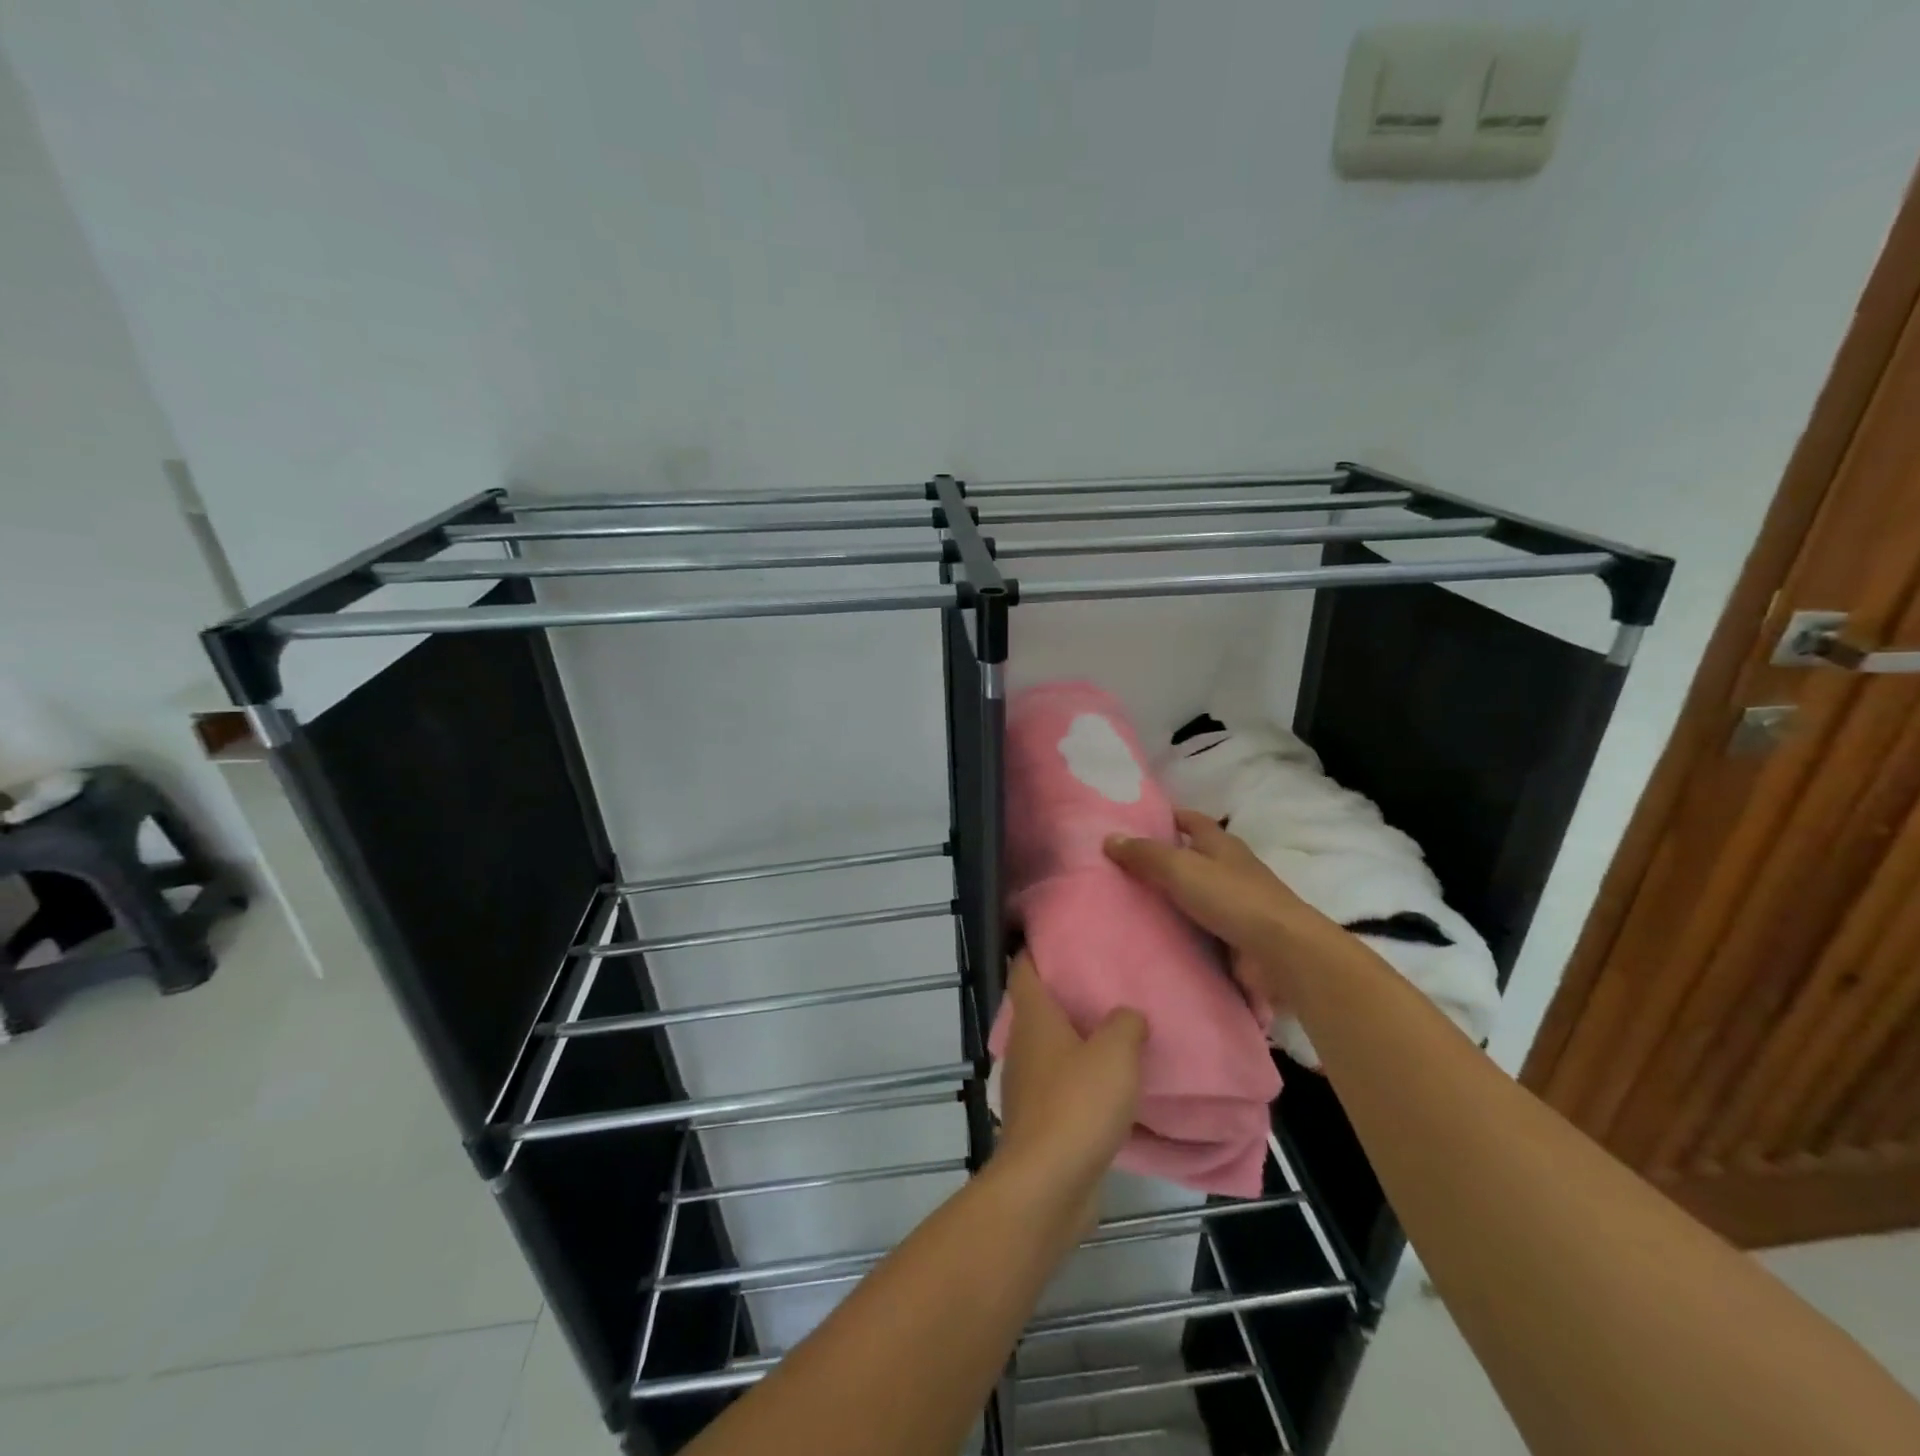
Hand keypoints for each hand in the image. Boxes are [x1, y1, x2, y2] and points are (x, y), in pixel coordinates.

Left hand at [997, 952, 1145, 1228]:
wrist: (1048, 1184)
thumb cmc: (1078, 1104)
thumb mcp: (1115, 1053)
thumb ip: (1125, 1024)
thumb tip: (1127, 1015)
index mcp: (1034, 1019)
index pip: (1024, 970)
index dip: (1034, 950)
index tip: (1055, 937)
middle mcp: (1024, 1046)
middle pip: (1037, 1009)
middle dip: (1062, 996)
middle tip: (1099, 983)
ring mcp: (1028, 1087)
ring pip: (1049, 1049)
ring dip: (1073, 1041)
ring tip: (1110, 1032)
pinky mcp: (1039, 1122)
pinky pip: (1060, 1088)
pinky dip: (1079, 1080)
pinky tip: (1108, 1087)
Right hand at [1104, 809, 1341, 1007]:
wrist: (1281, 952)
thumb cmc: (1232, 898)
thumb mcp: (1180, 868)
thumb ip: (1145, 854)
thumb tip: (1109, 838)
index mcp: (1221, 844)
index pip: (1192, 821)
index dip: (1169, 818)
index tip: (1138, 823)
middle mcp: (1231, 869)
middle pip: (1194, 857)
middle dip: (1165, 859)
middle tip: (1123, 868)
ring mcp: (1238, 904)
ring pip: (1197, 894)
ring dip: (1173, 897)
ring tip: (1131, 904)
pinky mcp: (1238, 937)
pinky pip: (1203, 927)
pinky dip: (1184, 929)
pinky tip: (1158, 936)